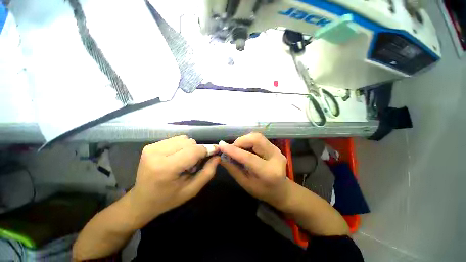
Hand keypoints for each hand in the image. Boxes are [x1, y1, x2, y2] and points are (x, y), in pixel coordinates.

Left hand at [128, 135, 219, 226]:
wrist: (141, 200)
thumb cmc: (168, 198)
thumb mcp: (192, 190)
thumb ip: (208, 172)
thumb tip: (217, 156)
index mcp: (166, 168)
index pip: (194, 151)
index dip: (207, 150)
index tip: (216, 151)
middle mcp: (157, 154)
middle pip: (190, 143)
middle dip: (197, 151)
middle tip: (193, 165)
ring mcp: (152, 148)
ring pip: (184, 139)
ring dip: (189, 148)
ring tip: (184, 161)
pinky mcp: (150, 145)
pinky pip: (175, 139)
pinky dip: (181, 146)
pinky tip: (177, 157)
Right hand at [218, 133, 289, 207]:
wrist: (281, 190)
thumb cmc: (262, 191)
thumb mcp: (245, 183)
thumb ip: (233, 169)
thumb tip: (222, 156)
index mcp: (268, 172)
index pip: (248, 157)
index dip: (233, 150)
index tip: (221, 146)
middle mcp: (275, 157)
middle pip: (256, 139)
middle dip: (240, 141)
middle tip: (232, 149)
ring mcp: (277, 150)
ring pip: (257, 136)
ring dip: (244, 140)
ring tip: (238, 149)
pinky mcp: (275, 147)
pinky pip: (259, 138)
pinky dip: (248, 141)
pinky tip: (245, 148)